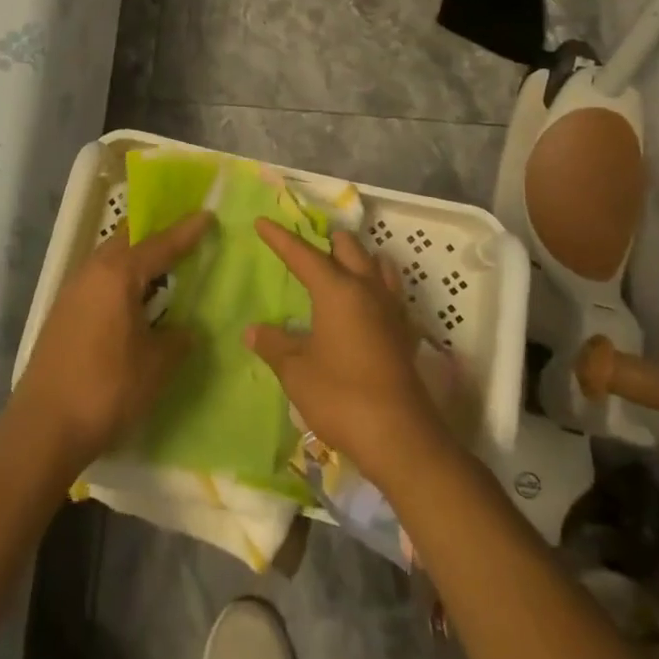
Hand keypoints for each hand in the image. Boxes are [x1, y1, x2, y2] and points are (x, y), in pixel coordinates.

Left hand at [12, 212, 213, 471]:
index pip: (160, 244)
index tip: (207, 215)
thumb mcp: (156, 365)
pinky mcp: (62, 313)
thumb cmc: (107, 389)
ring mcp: (72, 291)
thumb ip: (178, 339)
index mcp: (117, 275)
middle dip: (156, 238)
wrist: (44, 427)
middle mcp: (92, 272)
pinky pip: (98, 282)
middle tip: (184, 241)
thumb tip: (187, 329)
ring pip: (110, 261)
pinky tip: (133, 304)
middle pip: (128, 241)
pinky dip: (120, 282)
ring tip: (162, 273)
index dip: (186, 232)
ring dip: (135, 261)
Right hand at [246, 219, 449, 482]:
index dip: (280, 238)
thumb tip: (253, 330)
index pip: (303, 254)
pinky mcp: (406, 334)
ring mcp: (392, 310)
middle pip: (349, 247)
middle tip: (306, 246)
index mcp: (337, 290)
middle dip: (326, 240)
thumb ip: (274, 345)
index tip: (262, 222)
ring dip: (358, 258)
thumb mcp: (296, 371)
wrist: (399, 437)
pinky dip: (378, 288)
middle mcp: (367, 289)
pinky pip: (392, 295)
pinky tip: (368, 304)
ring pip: (377, 265)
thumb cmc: (340, 396)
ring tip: (340, 266)